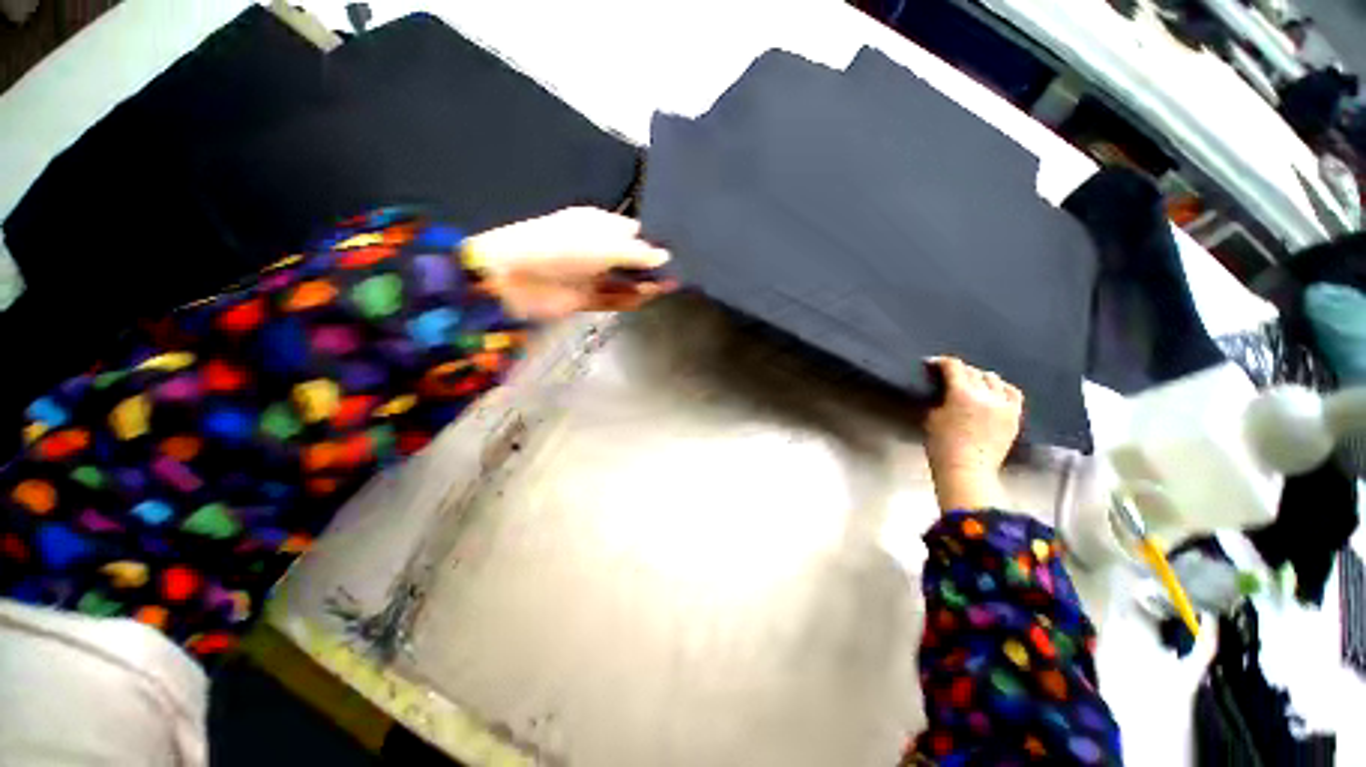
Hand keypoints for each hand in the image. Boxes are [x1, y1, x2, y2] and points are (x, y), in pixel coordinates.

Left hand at [463, 207, 673, 320]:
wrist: (511, 275)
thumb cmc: (561, 247)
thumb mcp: (605, 244)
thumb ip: (638, 253)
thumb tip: (664, 257)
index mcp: (597, 223)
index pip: (632, 231)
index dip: (653, 240)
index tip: (679, 250)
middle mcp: (594, 247)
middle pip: (630, 257)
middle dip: (651, 264)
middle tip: (681, 271)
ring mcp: (587, 274)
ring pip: (623, 280)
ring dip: (644, 284)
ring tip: (672, 286)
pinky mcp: (581, 299)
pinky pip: (611, 299)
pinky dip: (629, 300)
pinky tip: (650, 297)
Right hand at [924, 357, 1023, 512]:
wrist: (968, 476)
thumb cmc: (943, 452)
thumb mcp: (931, 421)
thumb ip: (938, 401)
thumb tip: (943, 392)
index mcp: (961, 393)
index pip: (953, 366)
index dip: (942, 362)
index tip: (934, 365)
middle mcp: (985, 393)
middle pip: (974, 371)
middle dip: (962, 373)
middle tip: (953, 381)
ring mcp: (1002, 404)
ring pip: (993, 379)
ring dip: (982, 380)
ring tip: (977, 388)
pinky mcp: (1014, 416)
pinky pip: (1013, 393)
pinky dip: (1004, 390)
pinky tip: (998, 394)